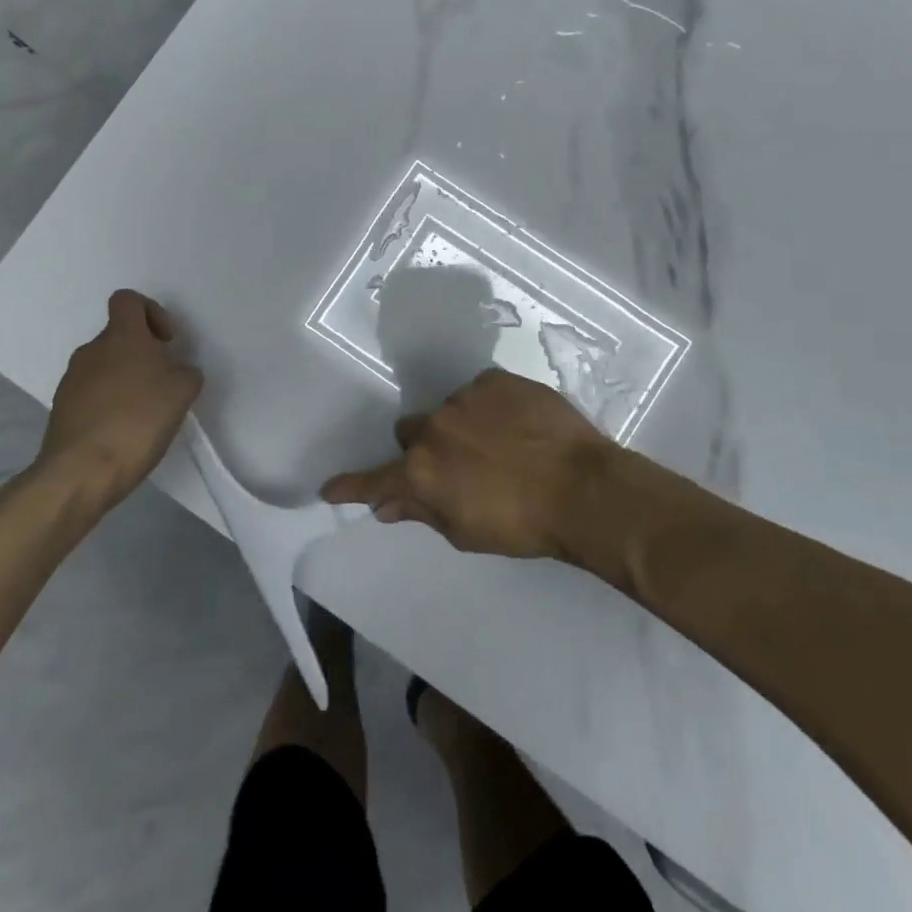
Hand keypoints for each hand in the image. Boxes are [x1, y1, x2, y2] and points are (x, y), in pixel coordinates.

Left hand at [29, 290, 202, 521]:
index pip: (128, 300)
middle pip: (119, 336)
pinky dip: (109, 403)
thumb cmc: (138, 420)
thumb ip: (186, 372)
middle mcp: (92, 350)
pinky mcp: (61, 408)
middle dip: (143, 353)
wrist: (81, 471)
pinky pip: (91, 393)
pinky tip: (123, 430)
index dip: (151, 312)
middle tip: (163, 383)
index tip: (166, 341)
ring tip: (144, 412)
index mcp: (121, 336)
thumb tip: (176, 371)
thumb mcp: (183, 392)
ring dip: (125, 379)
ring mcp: (71, 379)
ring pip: (105, 365)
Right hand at [321, 369, 616, 558]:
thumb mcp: (466, 531)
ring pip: (448, 410)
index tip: (329, 487)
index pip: (374, 479)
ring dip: (460, 426)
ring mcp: (464, 398)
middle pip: (410, 433)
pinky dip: (489, 407)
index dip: (352, 485)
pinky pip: (480, 391)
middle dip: (425, 449)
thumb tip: (387, 506)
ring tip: (499, 444)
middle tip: (457, 466)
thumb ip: (422, 512)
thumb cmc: (522, 524)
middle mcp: (434, 429)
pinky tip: (516, 424)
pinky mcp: (495, 379)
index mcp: (422, 471)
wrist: (582, 488)